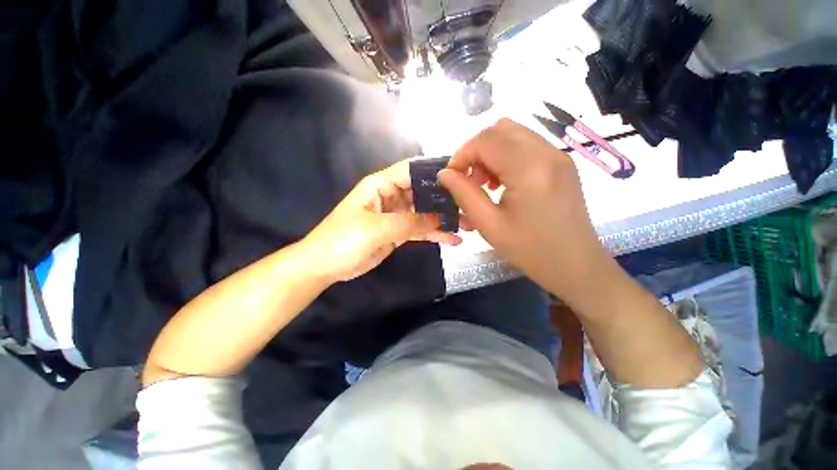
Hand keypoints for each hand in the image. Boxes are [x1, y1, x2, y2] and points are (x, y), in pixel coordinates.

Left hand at [302, 161, 461, 283]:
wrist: (326, 266)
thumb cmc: (343, 240)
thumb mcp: (376, 228)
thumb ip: (409, 222)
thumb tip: (439, 219)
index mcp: (381, 185)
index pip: (412, 170)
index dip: (434, 171)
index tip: (460, 177)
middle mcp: (391, 196)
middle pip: (422, 192)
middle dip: (445, 199)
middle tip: (470, 206)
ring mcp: (396, 216)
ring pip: (424, 213)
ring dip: (444, 218)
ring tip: (467, 225)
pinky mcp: (398, 233)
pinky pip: (420, 230)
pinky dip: (435, 234)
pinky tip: (453, 240)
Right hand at [438, 119, 615, 303]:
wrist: (576, 265)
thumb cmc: (530, 250)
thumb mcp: (489, 225)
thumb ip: (463, 194)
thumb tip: (444, 174)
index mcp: (528, 168)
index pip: (485, 140)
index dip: (461, 154)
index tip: (451, 177)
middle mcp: (547, 152)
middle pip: (500, 129)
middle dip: (476, 150)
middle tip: (469, 180)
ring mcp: (558, 155)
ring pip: (514, 135)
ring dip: (491, 153)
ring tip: (486, 184)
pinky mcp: (562, 163)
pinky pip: (527, 146)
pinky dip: (507, 157)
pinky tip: (504, 183)